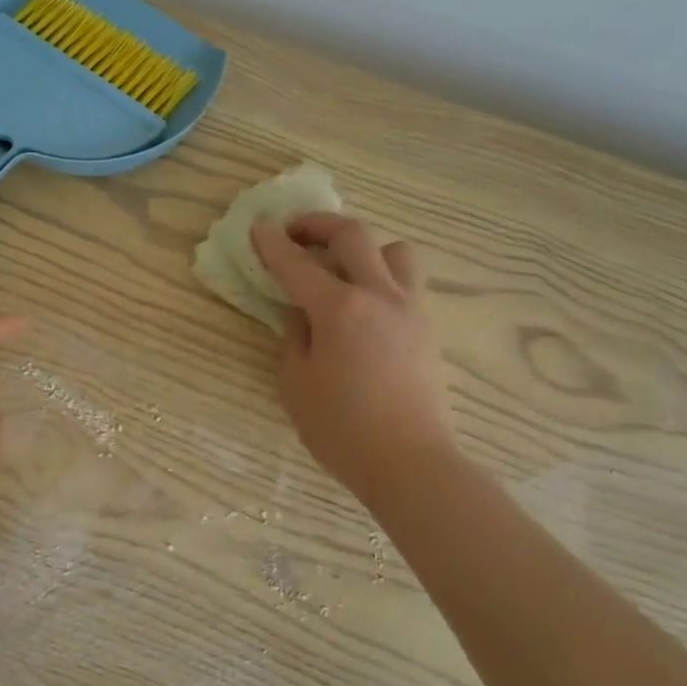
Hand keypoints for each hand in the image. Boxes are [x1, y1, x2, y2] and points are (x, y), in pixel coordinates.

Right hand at [250, 214, 453, 506]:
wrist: (409, 462)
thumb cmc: (342, 429)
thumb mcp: (296, 383)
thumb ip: (294, 337)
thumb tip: (302, 313)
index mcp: (339, 309)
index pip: (296, 264)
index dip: (272, 243)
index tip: (258, 228)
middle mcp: (378, 296)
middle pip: (353, 235)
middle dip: (318, 224)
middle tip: (296, 233)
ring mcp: (410, 308)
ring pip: (395, 250)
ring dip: (365, 248)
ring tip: (345, 268)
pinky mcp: (428, 327)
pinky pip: (408, 282)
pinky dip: (383, 276)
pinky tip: (366, 305)